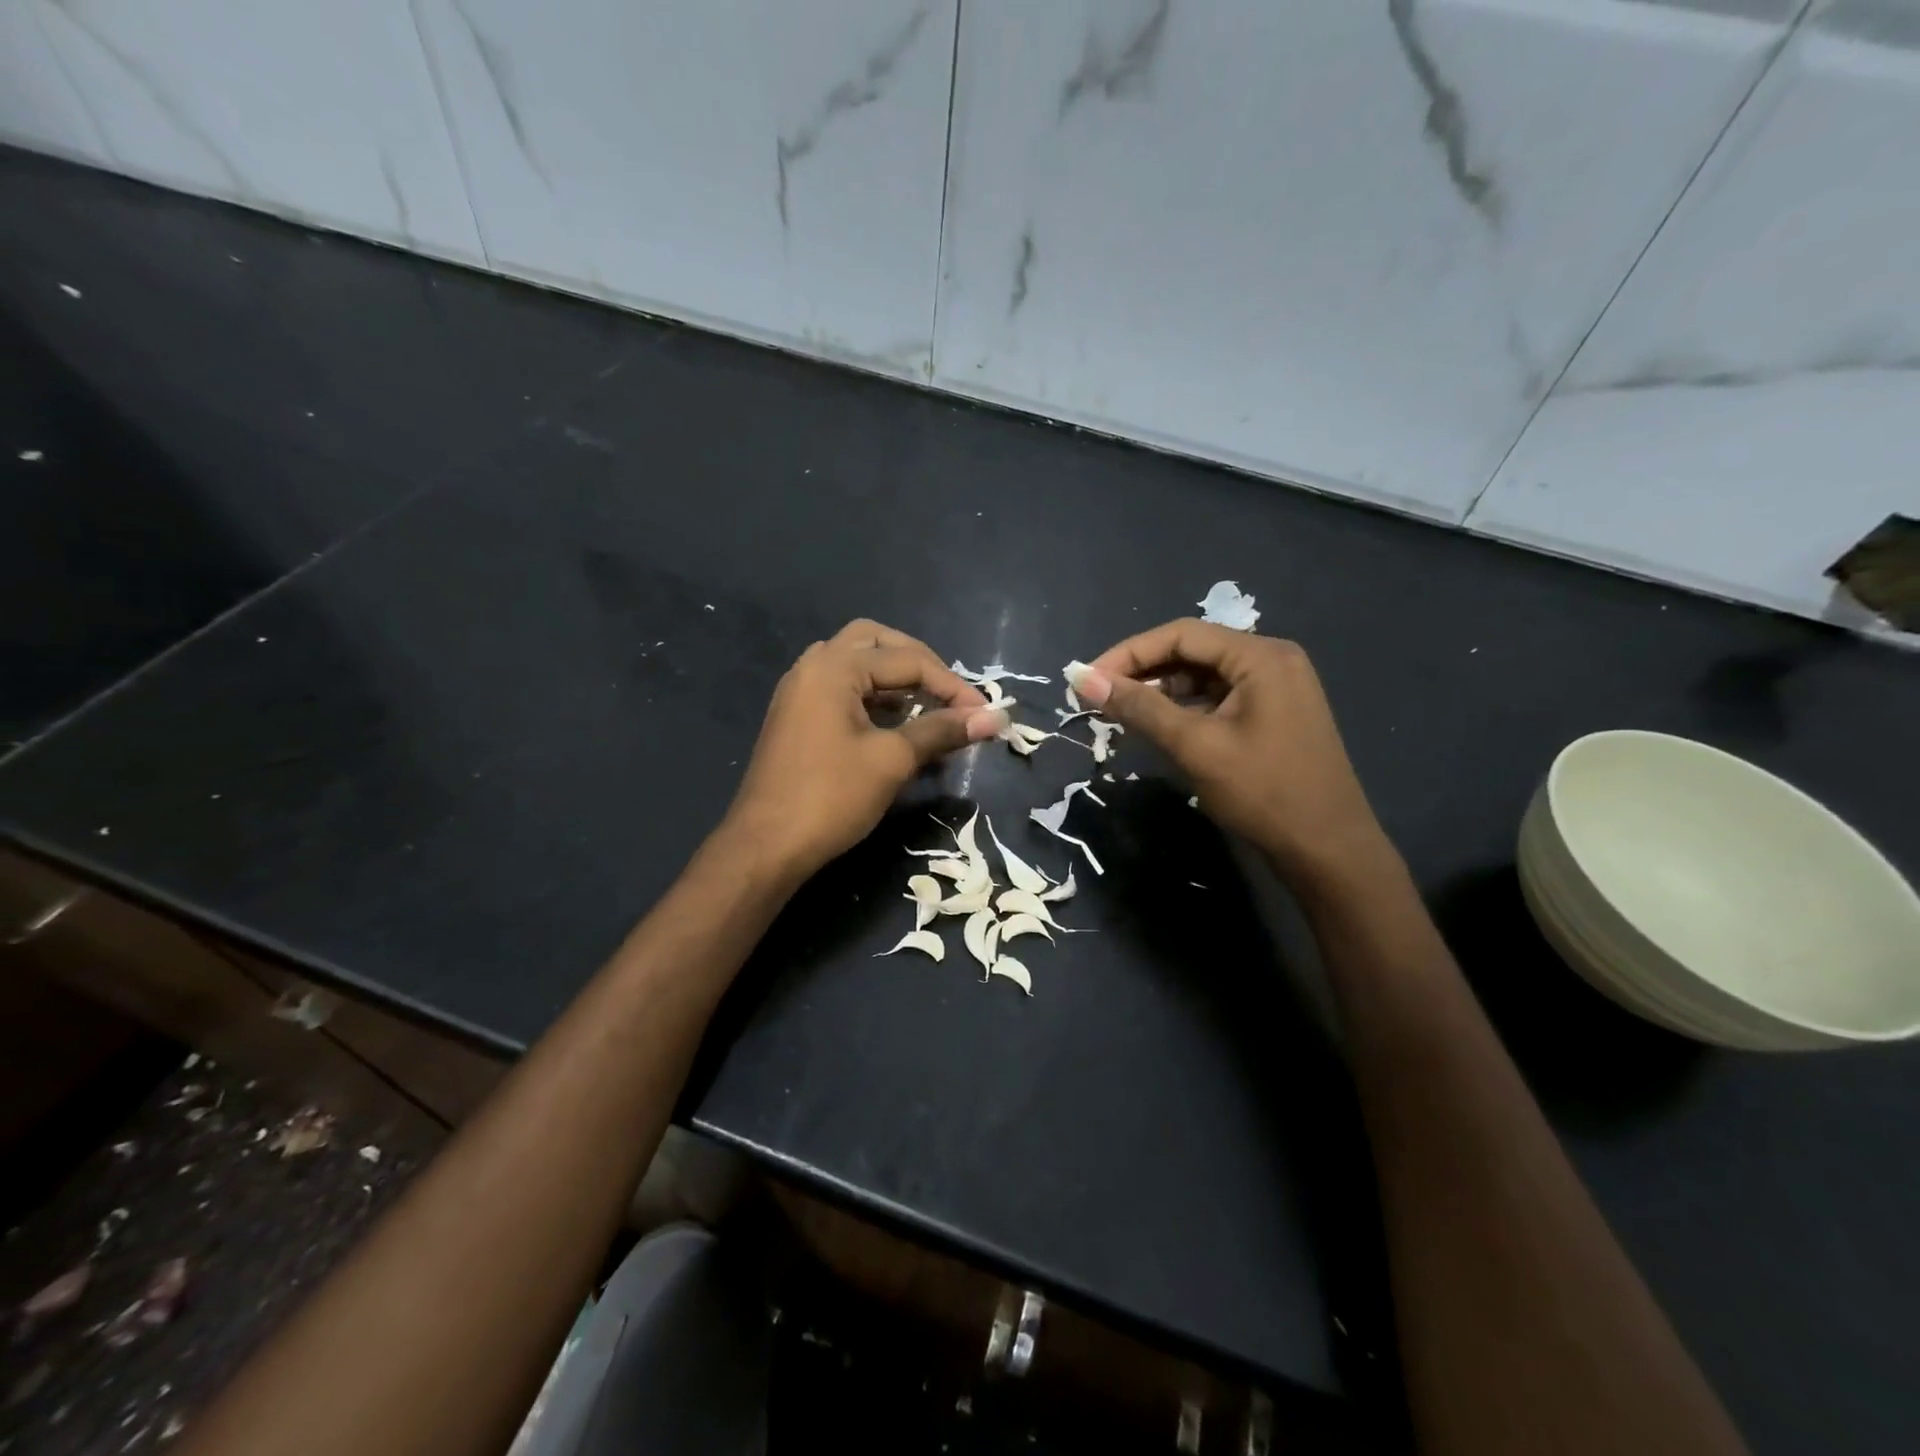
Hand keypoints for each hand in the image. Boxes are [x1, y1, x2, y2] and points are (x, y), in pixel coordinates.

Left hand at [722, 620, 1006, 879]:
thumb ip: (942, 731)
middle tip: (948, 693)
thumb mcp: (892, 760)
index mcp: (834, 668)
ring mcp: (800, 692)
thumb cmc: (831, 797)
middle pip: (875, 642)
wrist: (766, 846)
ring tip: (926, 707)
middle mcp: (813, 667)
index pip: (907, 660)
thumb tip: (996, 717)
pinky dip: (873, 697)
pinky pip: (842, 689)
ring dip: (894, 678)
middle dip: (918, 663)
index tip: (984, 714)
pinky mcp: (798, 718)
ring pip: (856, 664)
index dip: (952, 685)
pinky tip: (895, 723)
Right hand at [1073, 620, 1387, 884]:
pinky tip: (1158, 725)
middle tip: (1099, 696)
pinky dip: (1185, 707)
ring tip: (1121, 711)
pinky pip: (1219, 697)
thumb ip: (1139, 707)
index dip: (1128, 653)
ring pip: (1204, 675)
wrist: (1328, 850)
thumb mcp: (1195, 747)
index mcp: (1260, 656)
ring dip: (1161, 690)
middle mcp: (1271, 659)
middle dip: (1143, 670)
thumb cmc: (1263, 793)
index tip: (1087, 678)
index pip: (1181, 634)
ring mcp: (1276, 687)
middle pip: (1193, 650)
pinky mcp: (1273, 713)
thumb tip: (1083, 679)